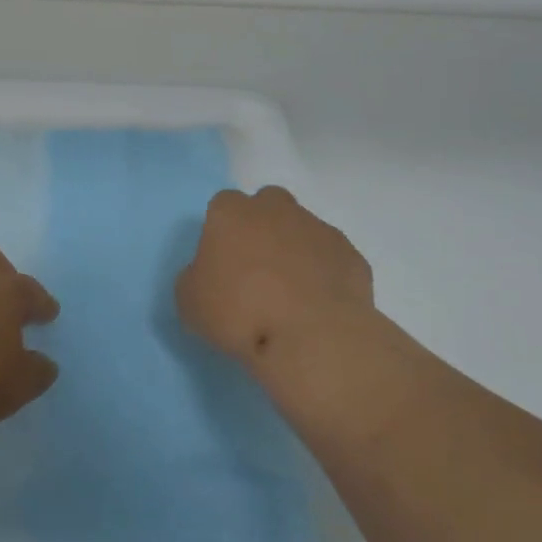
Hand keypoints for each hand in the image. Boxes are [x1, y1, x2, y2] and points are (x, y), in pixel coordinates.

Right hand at [176, 186, 374, 366]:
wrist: (312, 337)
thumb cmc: (240, 312)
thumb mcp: (190, 302)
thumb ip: (195, 278)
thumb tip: (209, 276)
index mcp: (232, 213)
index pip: (222, 206)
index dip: (222, 232)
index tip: (222, 263)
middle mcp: (276, 209)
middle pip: (267, 204)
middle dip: (262, 227)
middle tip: (256, 269)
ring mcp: (318, 229)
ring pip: (303, 229)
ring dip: (295, 251)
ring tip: (290, 295)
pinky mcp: (351, 256)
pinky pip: (331, 259)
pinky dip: (324, 275)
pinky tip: (317, 306)